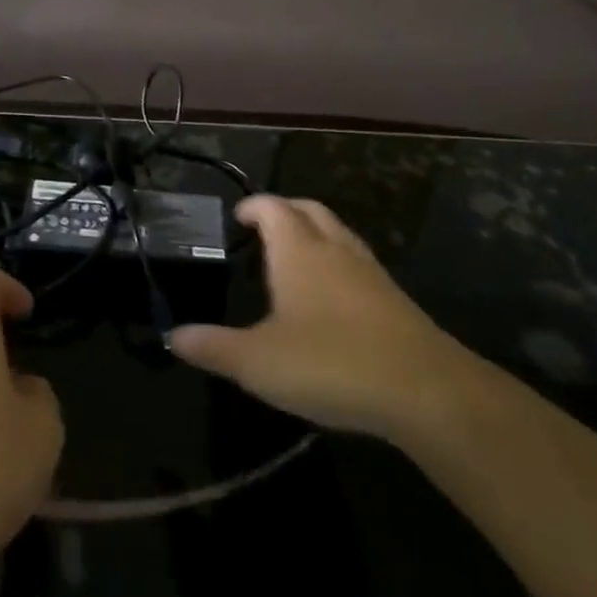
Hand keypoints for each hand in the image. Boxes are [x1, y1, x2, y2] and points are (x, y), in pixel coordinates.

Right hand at [169, 196, 473, 441]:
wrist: (424, 390)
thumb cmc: (330, 363)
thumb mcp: (258, 363)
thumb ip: (213, 347)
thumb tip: (172, 335)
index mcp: (298, 251)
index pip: (273, 208)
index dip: (254, 206)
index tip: (239, 216)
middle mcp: (335, 249)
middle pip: (310, 210)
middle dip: (286, 211)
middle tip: (264, 228)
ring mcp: (369, 271)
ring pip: (339, 233)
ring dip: (315, 233)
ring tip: (296, 257)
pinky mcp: (394, 298)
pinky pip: (358, 262)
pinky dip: (338, 262)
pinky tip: (332, 297)